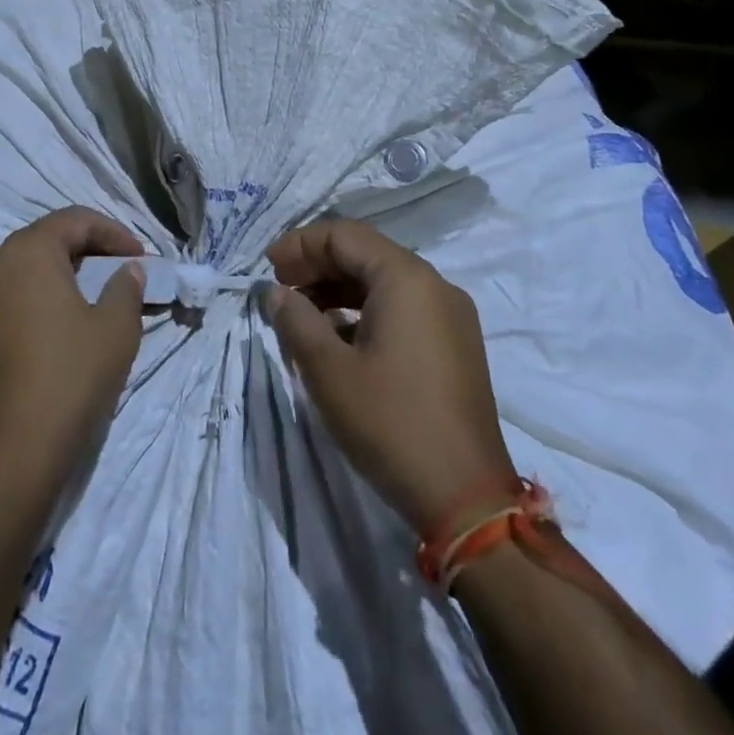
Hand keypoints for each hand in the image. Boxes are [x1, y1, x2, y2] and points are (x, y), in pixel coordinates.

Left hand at [0, 207, 146, 477]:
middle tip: (116, 277)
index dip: (113, 233)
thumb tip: (128, 270)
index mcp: (25, 252)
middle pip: (42, 244)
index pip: (74, 221)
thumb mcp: (115, 329)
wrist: (8, 455)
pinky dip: (26, 308)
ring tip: (84, 307)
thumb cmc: (69, 377)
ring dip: (53, 281)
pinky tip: (47, 338)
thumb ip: (125, 288)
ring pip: (17, 276)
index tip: (139, 259)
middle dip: (84, 255)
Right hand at [267, 218, 516, 533]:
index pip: (344, 235)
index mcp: (406, 279)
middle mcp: (434, 285)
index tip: (267, 268)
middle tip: (280, 288)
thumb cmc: (390, 423)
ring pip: (384, 281)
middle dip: (318, 265)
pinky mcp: (455, 344)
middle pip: (366, 253)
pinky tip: (339, 337)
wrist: (466, 499)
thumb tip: (276, 293)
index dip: (300, 245)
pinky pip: (403, 307)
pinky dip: (365, 310)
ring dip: (339, 288)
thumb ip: (296, 321)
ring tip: (302, 313)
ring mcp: (451, 315)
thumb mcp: (328, 371)